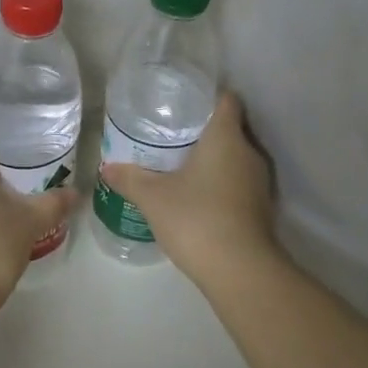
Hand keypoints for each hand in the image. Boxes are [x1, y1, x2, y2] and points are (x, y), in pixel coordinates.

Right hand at [99, 91, 278, 281]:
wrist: (240, 271)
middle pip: (230, 128)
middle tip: (173, 132)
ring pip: (236, 157)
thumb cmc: (196, 218)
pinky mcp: (262, 207)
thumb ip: (129, 178)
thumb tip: (106, 167)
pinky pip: (240, 181)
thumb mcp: (153, 197)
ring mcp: (260, 182)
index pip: (226, 100)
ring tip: (181, 162)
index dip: (207, 96)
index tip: (184, 101)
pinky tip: (198, 194)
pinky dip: (222, 182)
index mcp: (226, 137)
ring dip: (214, 158)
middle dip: (205, 129)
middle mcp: (248, 153)